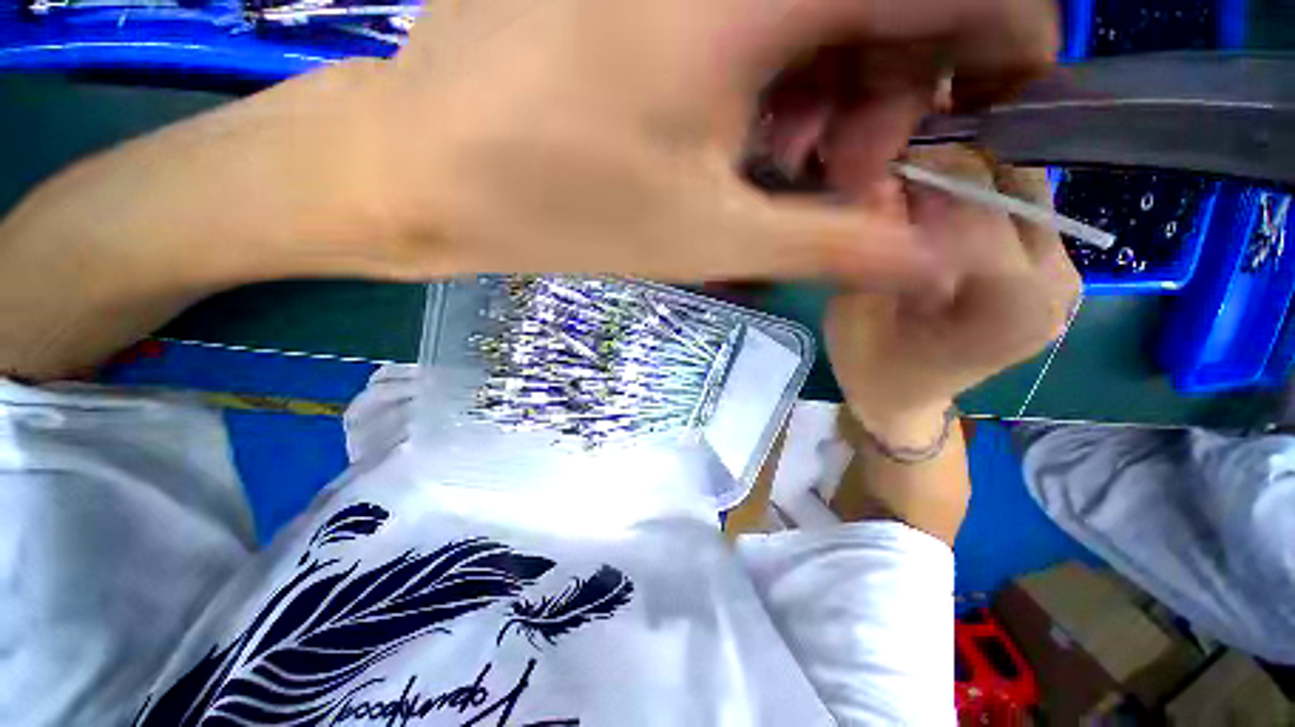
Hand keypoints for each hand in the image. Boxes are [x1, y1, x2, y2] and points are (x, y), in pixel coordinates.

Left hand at [357, 0, 1057, 284]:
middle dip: (896, 93)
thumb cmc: (561, 204)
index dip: (1004, 44)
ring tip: (781, 164)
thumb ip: (838, 240)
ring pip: (831, 6)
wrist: (430, 167)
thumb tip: (928, 258)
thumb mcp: (712, 234)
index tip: (988, 115)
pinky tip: (737, 122)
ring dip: (836, 88)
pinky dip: (785, 66)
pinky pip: (768, 10)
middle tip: (837, 178)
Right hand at [825, 147, 1080, 441]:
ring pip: (1021, 182)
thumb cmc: (871, 366)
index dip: (917, 177)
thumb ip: (872, 249)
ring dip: (961, 176)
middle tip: (888, 180)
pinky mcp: (1058, 268)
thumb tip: (880, 176)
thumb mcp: (854, 311)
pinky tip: (940, 209)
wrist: (906, 398)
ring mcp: (1067, 275)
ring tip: (911, 193)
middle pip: (1006, 182)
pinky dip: (979, 191)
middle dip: (940, 169)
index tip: (870, 176)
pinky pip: (1023, 203)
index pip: (972, 202)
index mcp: (1009, 308)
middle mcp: (1056, 284)